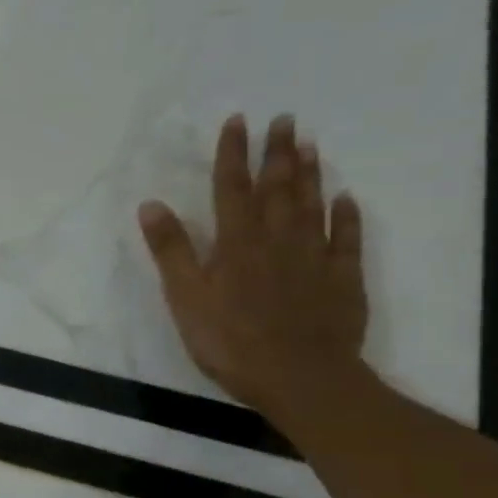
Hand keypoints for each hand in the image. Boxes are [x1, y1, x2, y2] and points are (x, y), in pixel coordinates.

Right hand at [137, 114, 367, 421]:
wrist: (300, 377)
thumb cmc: (230, 341)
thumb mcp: (185, 298)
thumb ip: (171, 250)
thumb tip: (152, 205)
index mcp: (236, 244)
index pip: (231, 189)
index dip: (233, 154)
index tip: (238, 121)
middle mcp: (277, 240)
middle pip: (277, 189)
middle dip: (277, 153)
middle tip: (284, 120)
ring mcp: (314, 258)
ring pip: (312, 206)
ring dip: (309, 174)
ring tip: (309, 145)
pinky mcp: (342, 279)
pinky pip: (345, 239)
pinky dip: (346, 216)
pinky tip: (345, 200)